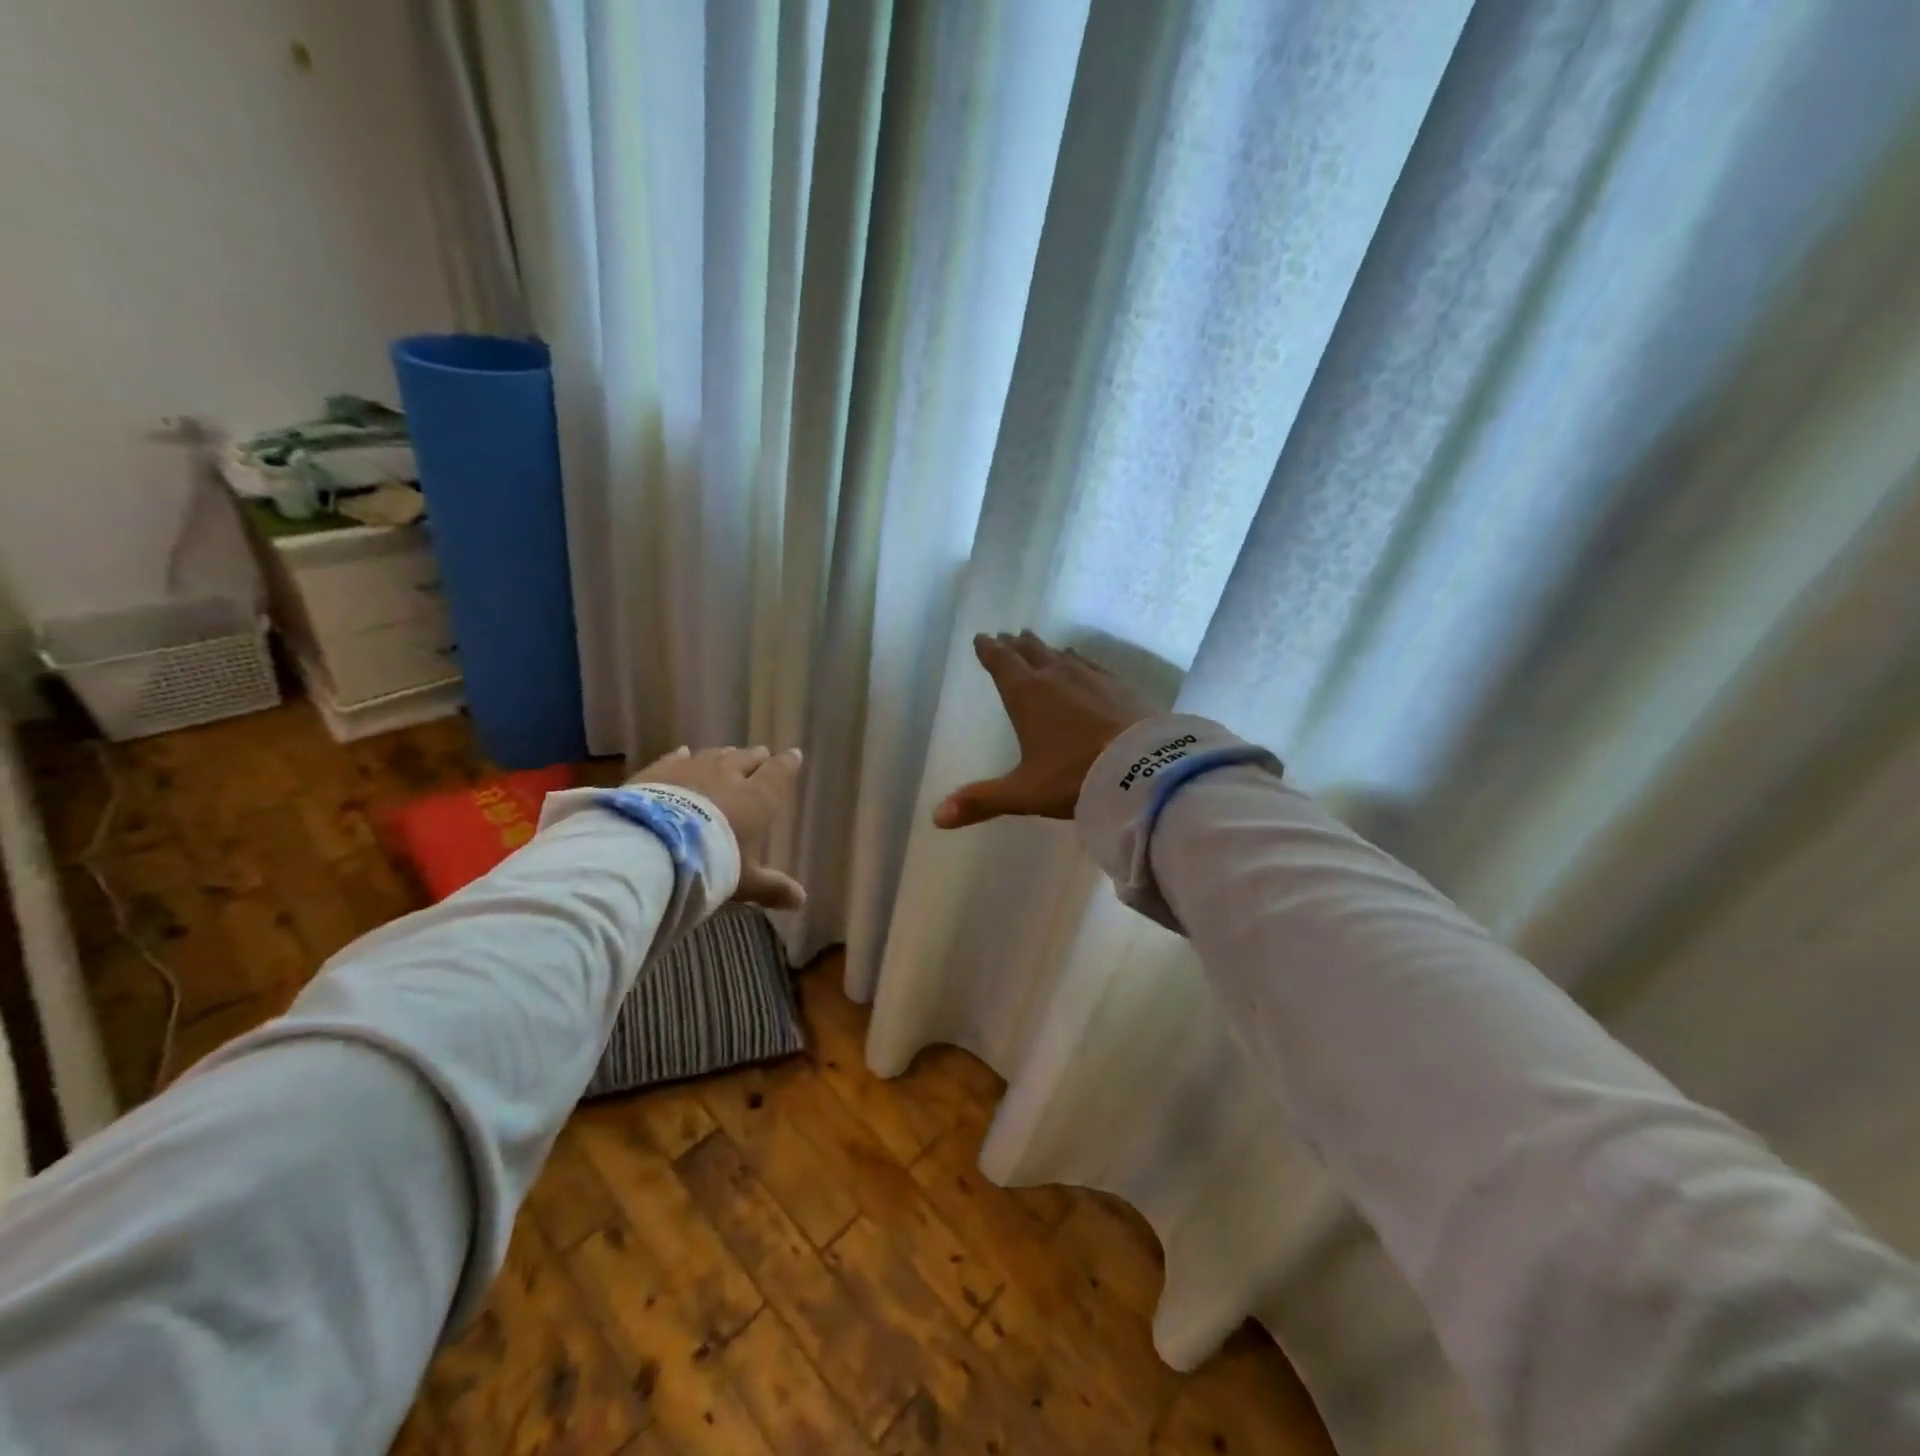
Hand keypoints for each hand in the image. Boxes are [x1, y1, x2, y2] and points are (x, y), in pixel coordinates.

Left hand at [628, 746, 806, 909]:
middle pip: (748, 758)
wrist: (651, 847)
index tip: (794, 755)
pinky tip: (685, 754)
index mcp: (757, 798)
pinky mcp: (661, 770)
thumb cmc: (710, 863)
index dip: (788, 763)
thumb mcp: (743, 881)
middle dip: (756, 759)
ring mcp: (693, 768)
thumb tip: (801, 901)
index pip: (778, 772)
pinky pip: (678, 757)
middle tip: (761, 759)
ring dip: (725, 757)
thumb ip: (772, 886)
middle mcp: (728, 775)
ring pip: (716, 754)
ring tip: (729, 757)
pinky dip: (686, 757)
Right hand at [934, 631, 1153, 828]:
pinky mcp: (1119, 686)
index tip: (983, 637)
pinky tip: (1084, 664)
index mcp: (1026, 695)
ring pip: (1062, 655)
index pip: (1002, 663)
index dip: (989, 650)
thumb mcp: (1024, 793)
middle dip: (1016, 645)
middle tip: (1008, 636)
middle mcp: (1056, 677)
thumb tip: (937, 817)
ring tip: (1041, 646)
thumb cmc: (1074, 776)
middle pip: (1031, 652)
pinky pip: (1091, 665)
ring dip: (1047, 649)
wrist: (1143, 768)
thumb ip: (982, 800)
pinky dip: (1079, 661)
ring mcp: (1091, 678)